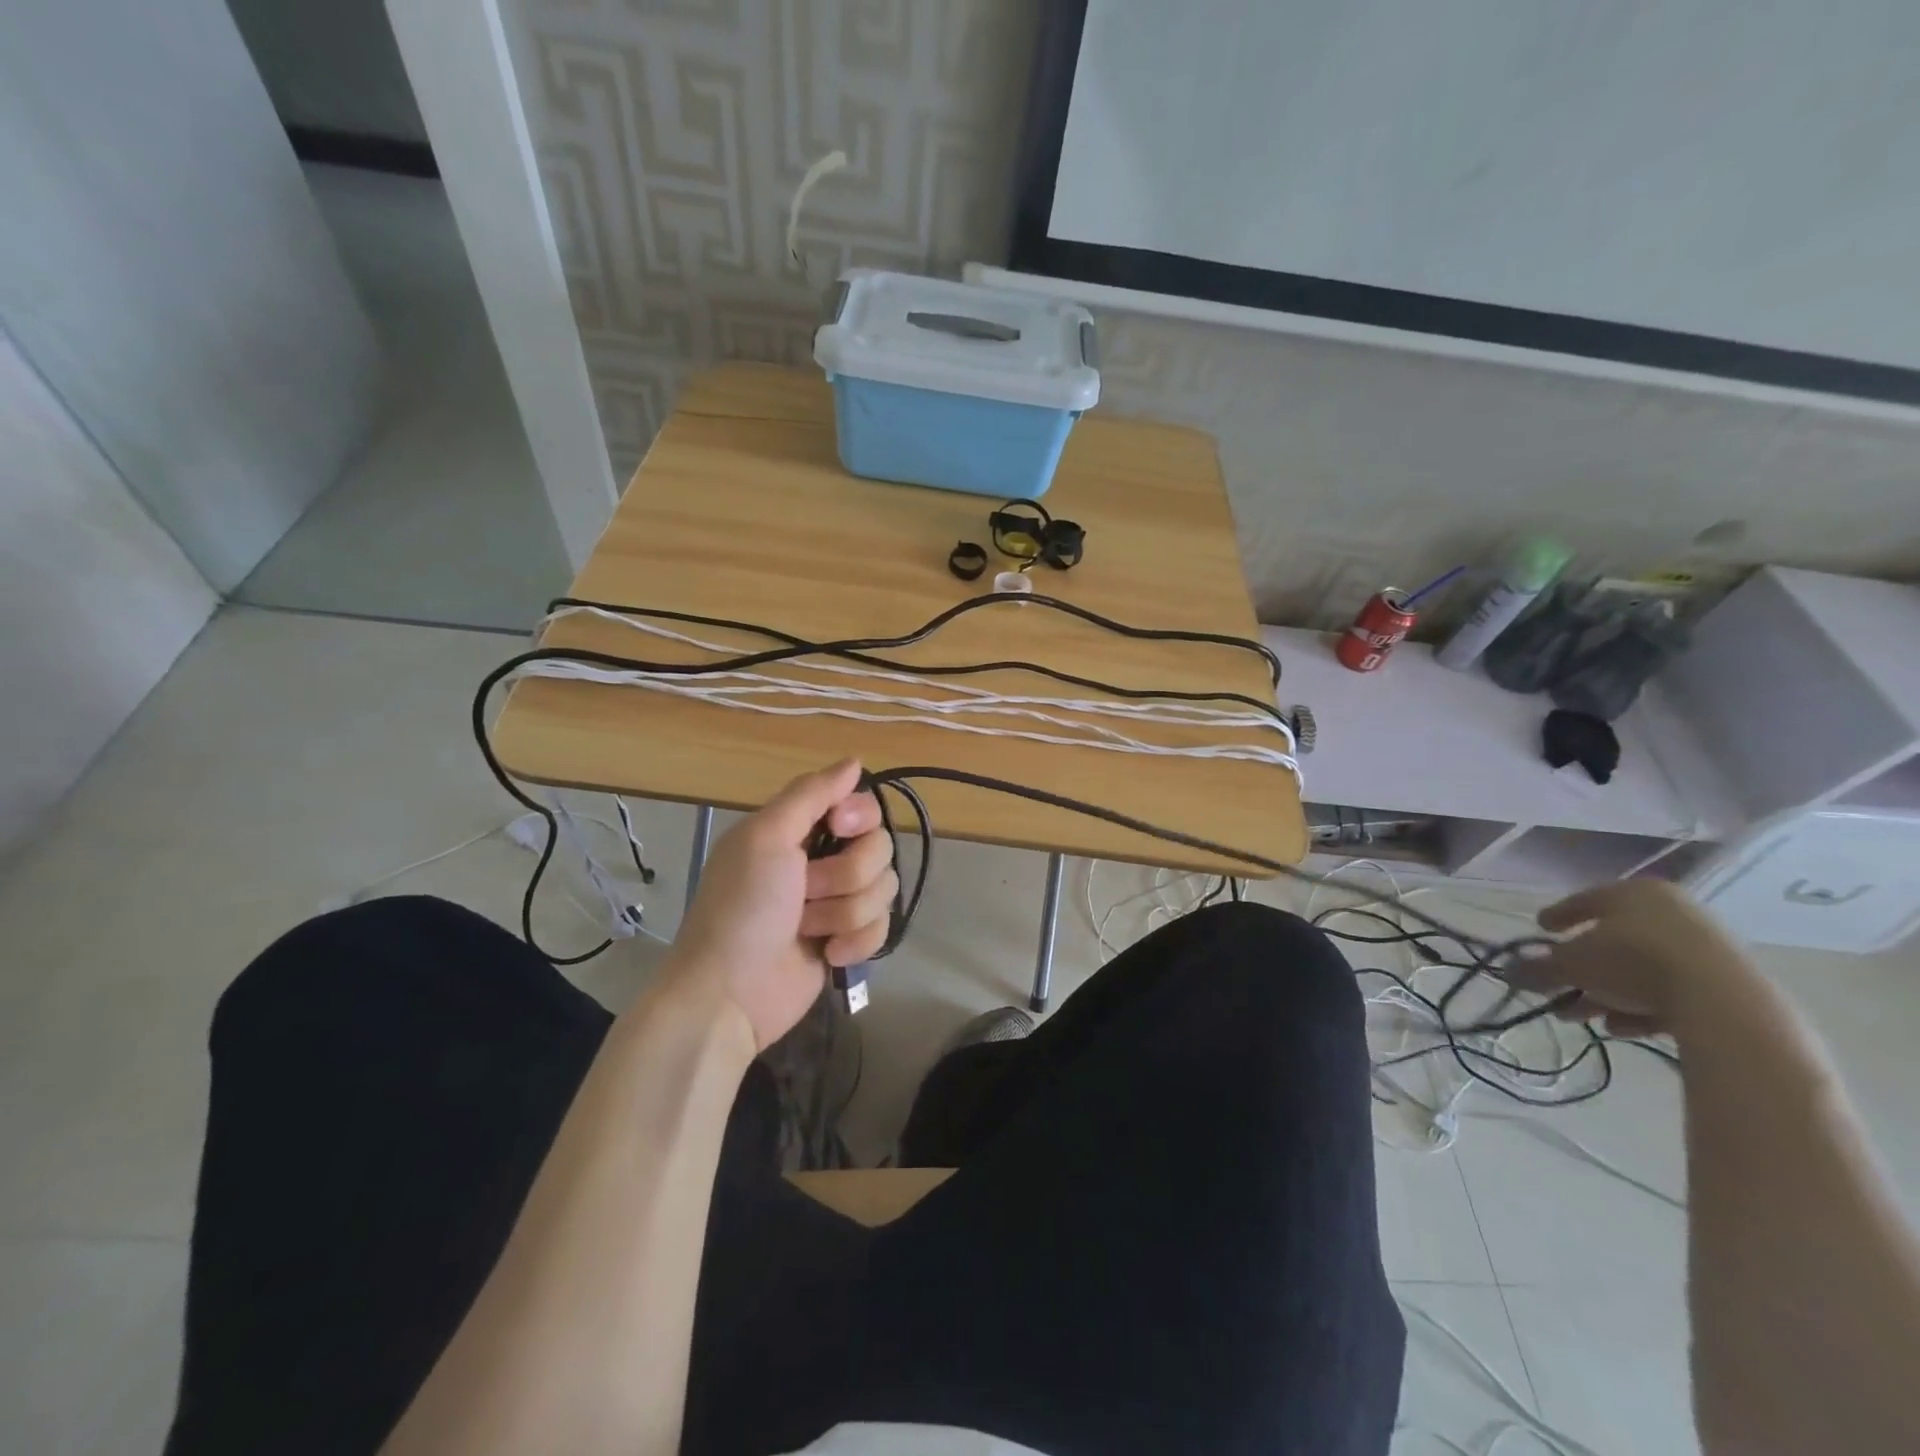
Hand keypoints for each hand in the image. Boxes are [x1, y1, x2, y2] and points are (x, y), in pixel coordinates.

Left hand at [663, 759, 896, 1051]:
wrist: (729, 994)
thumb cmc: (742, 908)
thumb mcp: (765, 838)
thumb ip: (810, 794)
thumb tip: (854, 761)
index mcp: (800, 829)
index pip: (861, 805)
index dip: (859, 816)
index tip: (839, 828)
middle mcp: (823, 860)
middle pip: (880, 847)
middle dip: (847, 875)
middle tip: (805, 892)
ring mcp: (838, 902)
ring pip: (884, 888)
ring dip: (845, 912)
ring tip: (808, 928)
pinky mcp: (849, 939)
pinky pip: (883, 927)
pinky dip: (856, 942)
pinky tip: (827, 954)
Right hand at [1525, 879, 1752, 1037]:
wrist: (1724, 1003)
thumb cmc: (1633, 962)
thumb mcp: (1571, 965)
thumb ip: (1536, 968)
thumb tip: (1508, 971)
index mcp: (1633, 893)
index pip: (1584, 900)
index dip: (1558, 916)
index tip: (1541, 929)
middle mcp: (1672, 912)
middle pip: (1613, 941)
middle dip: (1582, 969)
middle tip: (1557, 988)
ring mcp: (1706, 947)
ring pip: (1641, 969)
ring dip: (1608, 992)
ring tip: (1583, 1017)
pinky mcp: (1728, 983)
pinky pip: (1672, 991)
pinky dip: (1642, 1007)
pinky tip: (1622, 1028)